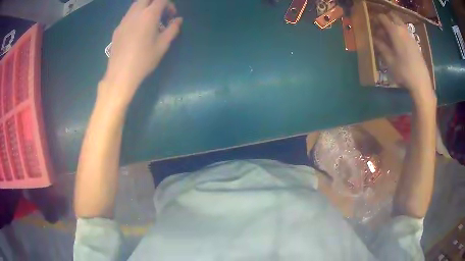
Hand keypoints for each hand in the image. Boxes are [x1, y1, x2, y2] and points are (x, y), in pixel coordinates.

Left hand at [100, 0, 182, 104]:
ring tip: (150, 21)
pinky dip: (136, 15)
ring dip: (146, 7)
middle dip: (156, 2)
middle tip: (161, 14)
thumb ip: (172, 29)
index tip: (171, 15)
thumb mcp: (163, 45)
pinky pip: (128, 15)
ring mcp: (124, 20)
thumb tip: (178, 20)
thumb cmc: (144, 59)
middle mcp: (135, 13)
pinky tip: (137, 30)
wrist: (121, 74)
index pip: (161, 0)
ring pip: (136, 4)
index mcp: (149, 15)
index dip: (169, 4)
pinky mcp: (118, 28)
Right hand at [372, 13, 430, 95]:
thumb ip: (381, 46)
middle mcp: (403, 30)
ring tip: (389, 37)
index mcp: (395, 31)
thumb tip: (374, 38)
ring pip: (399, 23)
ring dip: (393, 26)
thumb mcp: (389, 61)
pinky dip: (399, 32)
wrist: (421, 83)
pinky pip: (405, 31)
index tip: (372, 25)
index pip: (382, 17)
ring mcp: (410, 36)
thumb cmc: (404, 72)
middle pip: (392, 16)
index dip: (376, 19)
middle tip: (381, 29)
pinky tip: (398, 44)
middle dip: (385, 20)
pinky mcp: (415, 43)